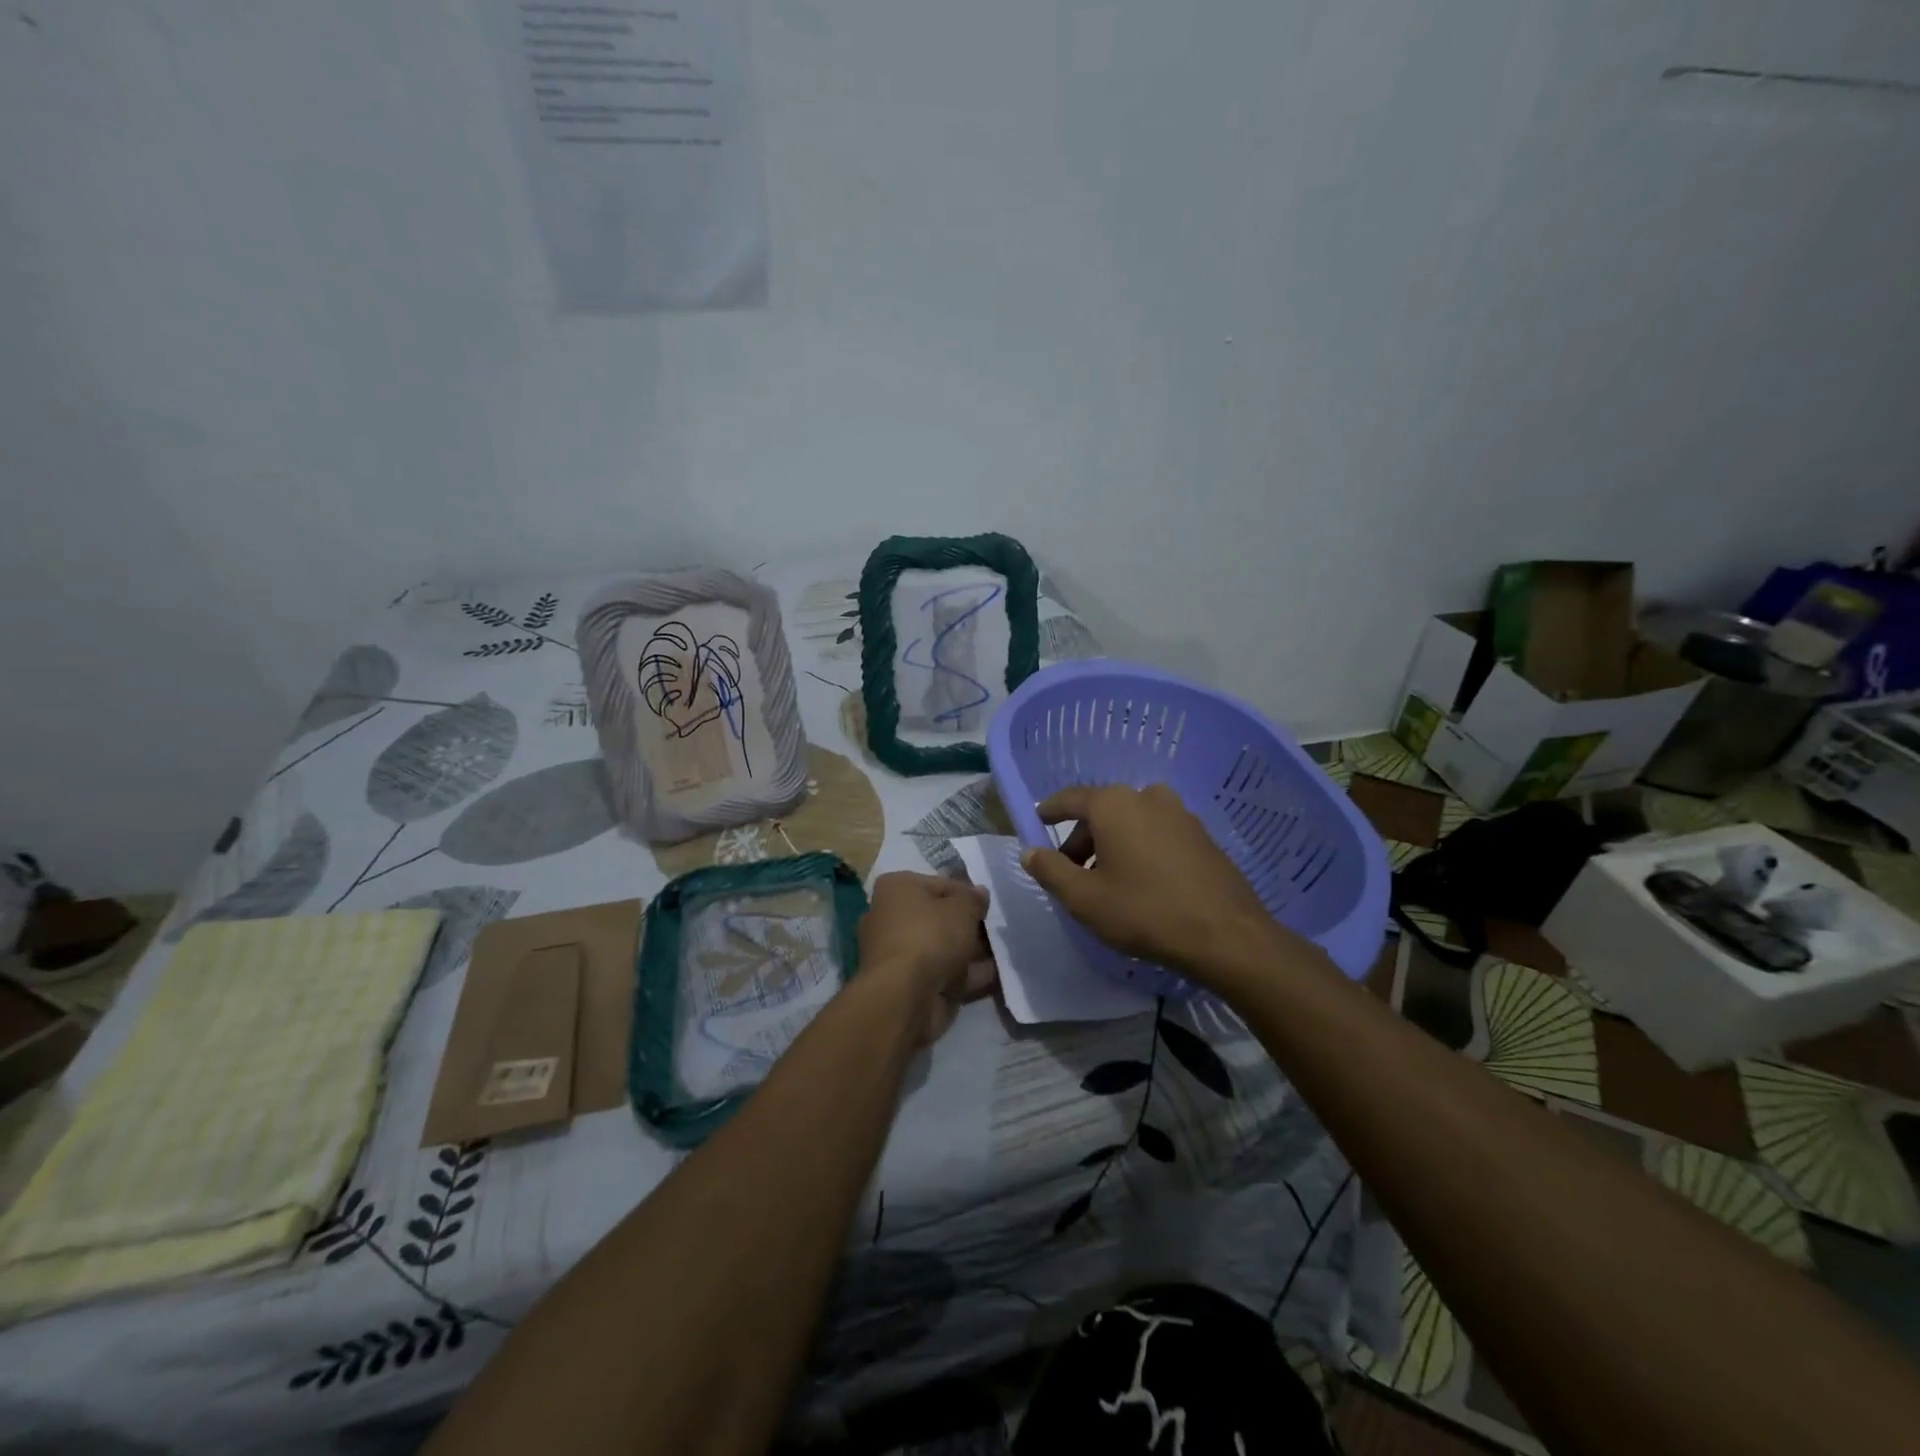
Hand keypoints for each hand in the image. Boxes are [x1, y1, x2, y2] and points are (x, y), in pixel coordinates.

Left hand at [857, 872, 995, 1044]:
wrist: (904, 996)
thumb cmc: (930, 936)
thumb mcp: (962, 909)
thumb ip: (974, 899)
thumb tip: (980, 894)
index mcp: (896, 889)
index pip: (940, 885)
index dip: (968, 894)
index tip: (989, 906)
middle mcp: (890, 917)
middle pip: (940, 918)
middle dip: (969, 926)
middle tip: (997, 930)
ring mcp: (898, 953)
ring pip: (943, 948)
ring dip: (971, 952)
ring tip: (1003, 953)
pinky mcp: (907, 984)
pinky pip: (943, 973)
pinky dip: (967, 974)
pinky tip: (996, 975)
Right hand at [1022, 784, 1289, 980]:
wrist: (1226, 935)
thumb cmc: (1144, 911)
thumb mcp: (1084, 898)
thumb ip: (1050, 870)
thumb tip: (1029, 851)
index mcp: (1114, 804)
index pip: (1070, 799)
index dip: (1050, 810)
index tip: (1037, 821)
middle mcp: (1147, 796)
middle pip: (1101, 812)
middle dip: (1082, 838)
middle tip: (1072, 873)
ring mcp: (1180, 813)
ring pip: (1131, 822)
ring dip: (1113, 845)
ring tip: (1107, 882)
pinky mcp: (1202, 835)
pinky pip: (1157, 833)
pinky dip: (1141, 849)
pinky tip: (1142, 883)